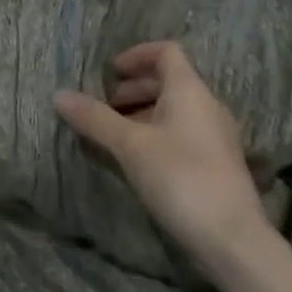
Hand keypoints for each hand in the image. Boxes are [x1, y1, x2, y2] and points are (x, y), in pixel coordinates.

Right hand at [56, 41, 269, 270]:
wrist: (232, 239)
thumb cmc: (180, 177)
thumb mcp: (130, 146)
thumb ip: (95, 119)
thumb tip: (59, 95)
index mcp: (189, 89)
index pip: (165, 51)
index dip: (136, 55)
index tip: (110, 73)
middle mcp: (207, 105)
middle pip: (168, 80)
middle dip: (133, 88)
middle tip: (103, 106)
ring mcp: (215, 135)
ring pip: (175, 109)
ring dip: (143, 113)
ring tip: (114, 135)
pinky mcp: (217, 163)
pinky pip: (182, 132)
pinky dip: (157, 134)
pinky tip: (138, 160)